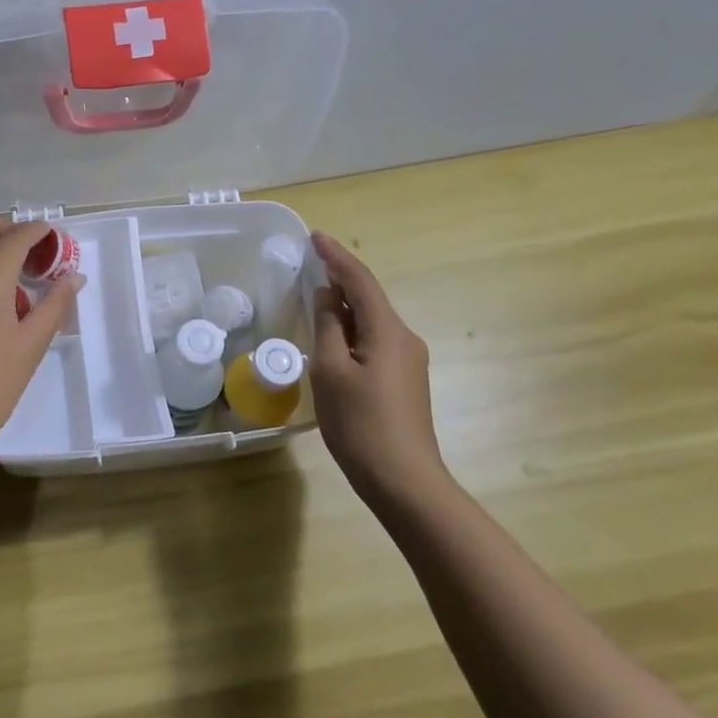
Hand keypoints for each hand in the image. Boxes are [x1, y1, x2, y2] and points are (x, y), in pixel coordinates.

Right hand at [309, 232, 450, 509]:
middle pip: (369, 298)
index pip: (360, 281)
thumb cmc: (361, 423)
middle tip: (310, 264)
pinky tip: (333, 339)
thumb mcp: (331, 371)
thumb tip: (328, 296)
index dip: (336, 257)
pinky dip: (351, 331)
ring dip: (345, 307)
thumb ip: (328, 327)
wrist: (404, 481)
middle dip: (340, 279)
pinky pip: (374, 342)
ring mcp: (408, 362)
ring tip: (316, 298)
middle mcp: (404, 339)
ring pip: (371, 322)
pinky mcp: (404, 382)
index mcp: (388, 331)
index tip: (315, 236)